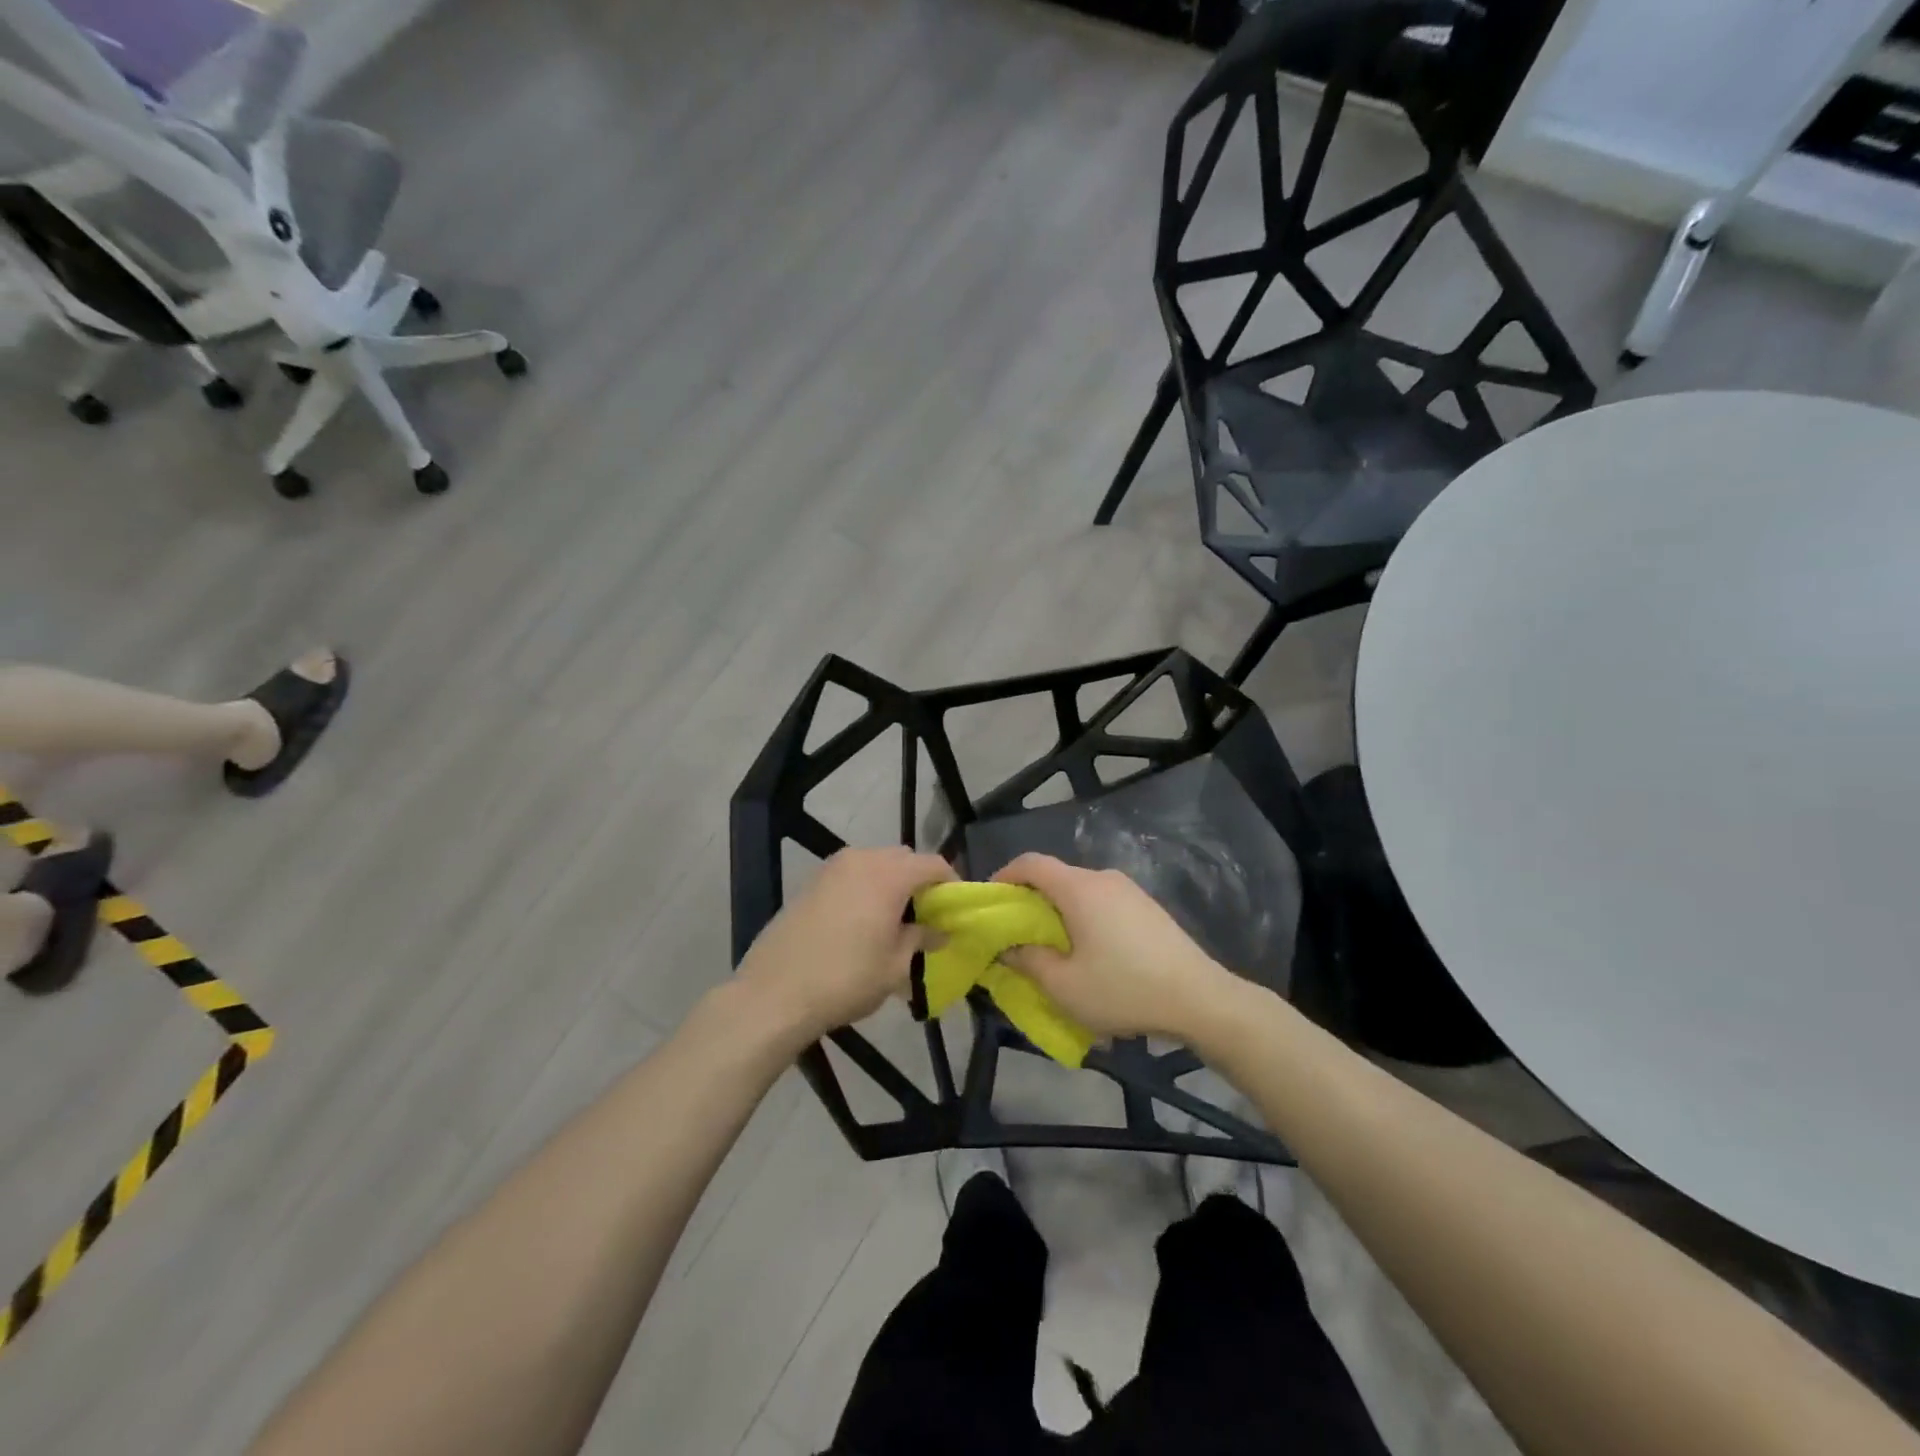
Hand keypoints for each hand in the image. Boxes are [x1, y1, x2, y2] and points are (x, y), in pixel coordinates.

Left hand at [735, 845, 955, 1043]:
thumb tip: (937, 931)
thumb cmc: (846, 979)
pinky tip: (861, 922)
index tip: (956, 909)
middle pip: (903, 859)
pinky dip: (865, 888)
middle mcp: (862, 859)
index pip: (933, 864)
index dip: (951, 883)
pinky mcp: (811, 882)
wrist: (774, 993)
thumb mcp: (895, 966)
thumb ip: (921, 940)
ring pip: (875, 864)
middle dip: (919, 881)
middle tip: (925, 916)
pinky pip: (851, 875)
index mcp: (889, 875)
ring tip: (893, 920)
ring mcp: (832, 868)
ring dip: (891, 883)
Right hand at [992, 853, 1240, 1042]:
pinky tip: (1091, 954)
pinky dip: (1084, 918)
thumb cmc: (1124, 989)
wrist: (1200, 998)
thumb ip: (1028, 961)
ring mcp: (1130, 890)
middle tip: (1017, 934)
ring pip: (1080, 892)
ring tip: (1053, 950)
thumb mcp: (1064, 986)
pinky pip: (1102, 903)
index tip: (991, 901)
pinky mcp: (1148, 907)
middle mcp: (1103, 878)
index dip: (1004, 876)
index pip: (1031, 863)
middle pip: (1056, 877)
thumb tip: (1008, 947)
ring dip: (1059, 913)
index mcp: (1079, 888)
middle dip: (1030, 901)